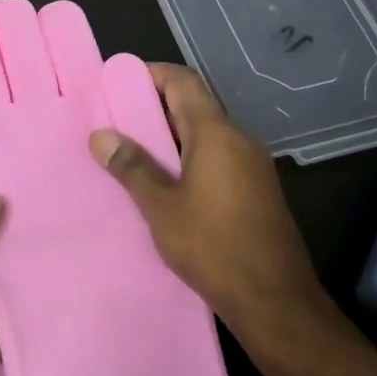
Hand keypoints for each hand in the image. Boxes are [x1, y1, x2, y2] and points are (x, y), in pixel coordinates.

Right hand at [88, 63, 342, 363]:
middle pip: (195, 105)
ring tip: (132, 147)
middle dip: (155, 105)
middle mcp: (239, 140)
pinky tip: (165, 180)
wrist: (276, 302)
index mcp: (216, 134)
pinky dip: (188, 156)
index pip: (184, 81)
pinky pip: (217, 157)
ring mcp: (252, 166)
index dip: (151, 73)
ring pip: (205, 133)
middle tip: (115, 116)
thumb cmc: (214, 247)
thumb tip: (100, 134)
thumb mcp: (162, 207)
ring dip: (170, 133)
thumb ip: (132, 167)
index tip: (117, 81)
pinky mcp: (256, 191)